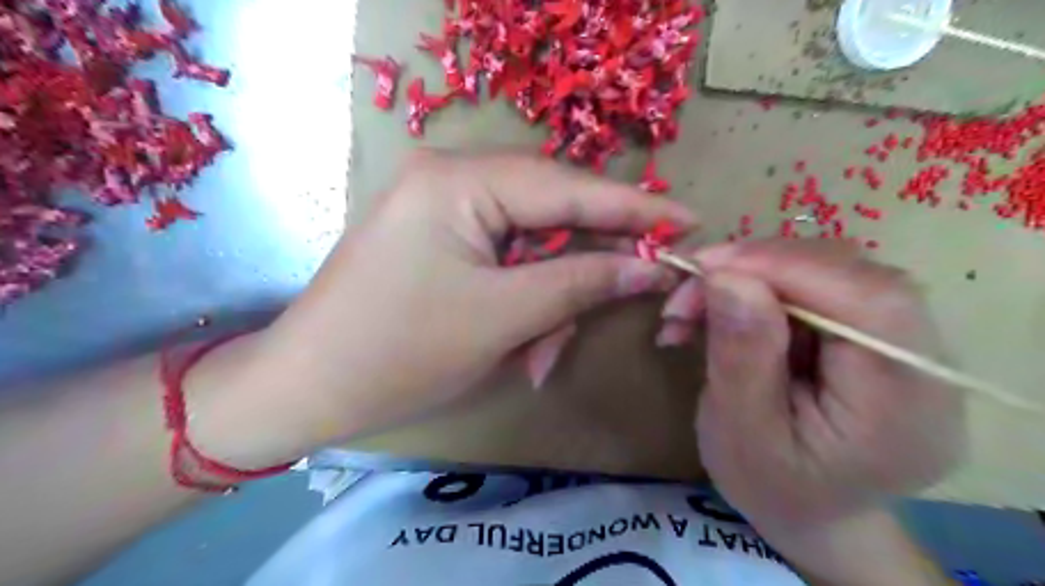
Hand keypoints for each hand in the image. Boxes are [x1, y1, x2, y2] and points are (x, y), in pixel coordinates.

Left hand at [254, 152, 691, 452]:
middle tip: (622, 299)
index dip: (633, 207)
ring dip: (548, 301)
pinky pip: (503, 260)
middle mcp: (450, 177)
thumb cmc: (399, 352)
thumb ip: (580, 283)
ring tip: (540, 356)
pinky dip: (522, 302)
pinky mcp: (439, 237)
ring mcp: (442, 207)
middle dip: (582, 268)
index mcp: (459, 179)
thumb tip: (649, 267)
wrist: (307, 387)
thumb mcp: (502, 318)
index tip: (689, 219)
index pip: (567, 186)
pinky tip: (521, 344)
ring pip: (530, 245)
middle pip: (550, 214)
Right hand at [655, 237, 965, 526]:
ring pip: (826, 268)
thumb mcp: (739, 432)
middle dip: (755, 268)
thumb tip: (727, 276)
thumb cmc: (771, 486)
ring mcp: (903, 339)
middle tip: (687, 290)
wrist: (809, 510)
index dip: (785, 266)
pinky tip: (720, 309)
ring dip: (750, 275)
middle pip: (849, 273)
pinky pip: (815, 282)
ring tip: (692, 307)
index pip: (868, 301)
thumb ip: (740, 356)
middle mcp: (923, 361)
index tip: (705, 265)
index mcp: (904, 405)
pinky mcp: (872, 329)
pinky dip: (758, 285)